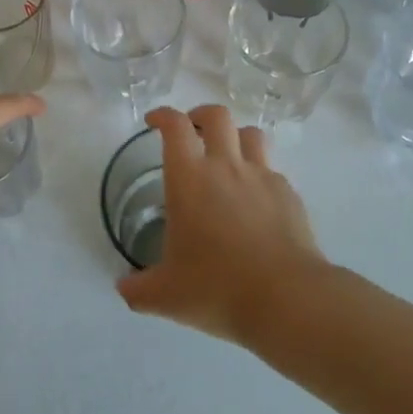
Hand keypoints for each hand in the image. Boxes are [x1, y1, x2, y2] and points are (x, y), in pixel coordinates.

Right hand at [116, 105, 326, 342]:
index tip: (154, 121)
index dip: (163, 115)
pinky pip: (272, 171)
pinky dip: (260, 175)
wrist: (286, 298)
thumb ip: (138, 288)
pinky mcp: (289, 195)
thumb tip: (123, 288)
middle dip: (200, 115)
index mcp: (189, 178)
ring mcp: (262, 177)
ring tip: (227, 156)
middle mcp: (226, 166)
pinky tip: (256, 201)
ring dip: (235, 137)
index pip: (175, 126)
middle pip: (216, 116)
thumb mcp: (165, 295)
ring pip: (251, 134)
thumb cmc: (216, 287)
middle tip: (191, 132)